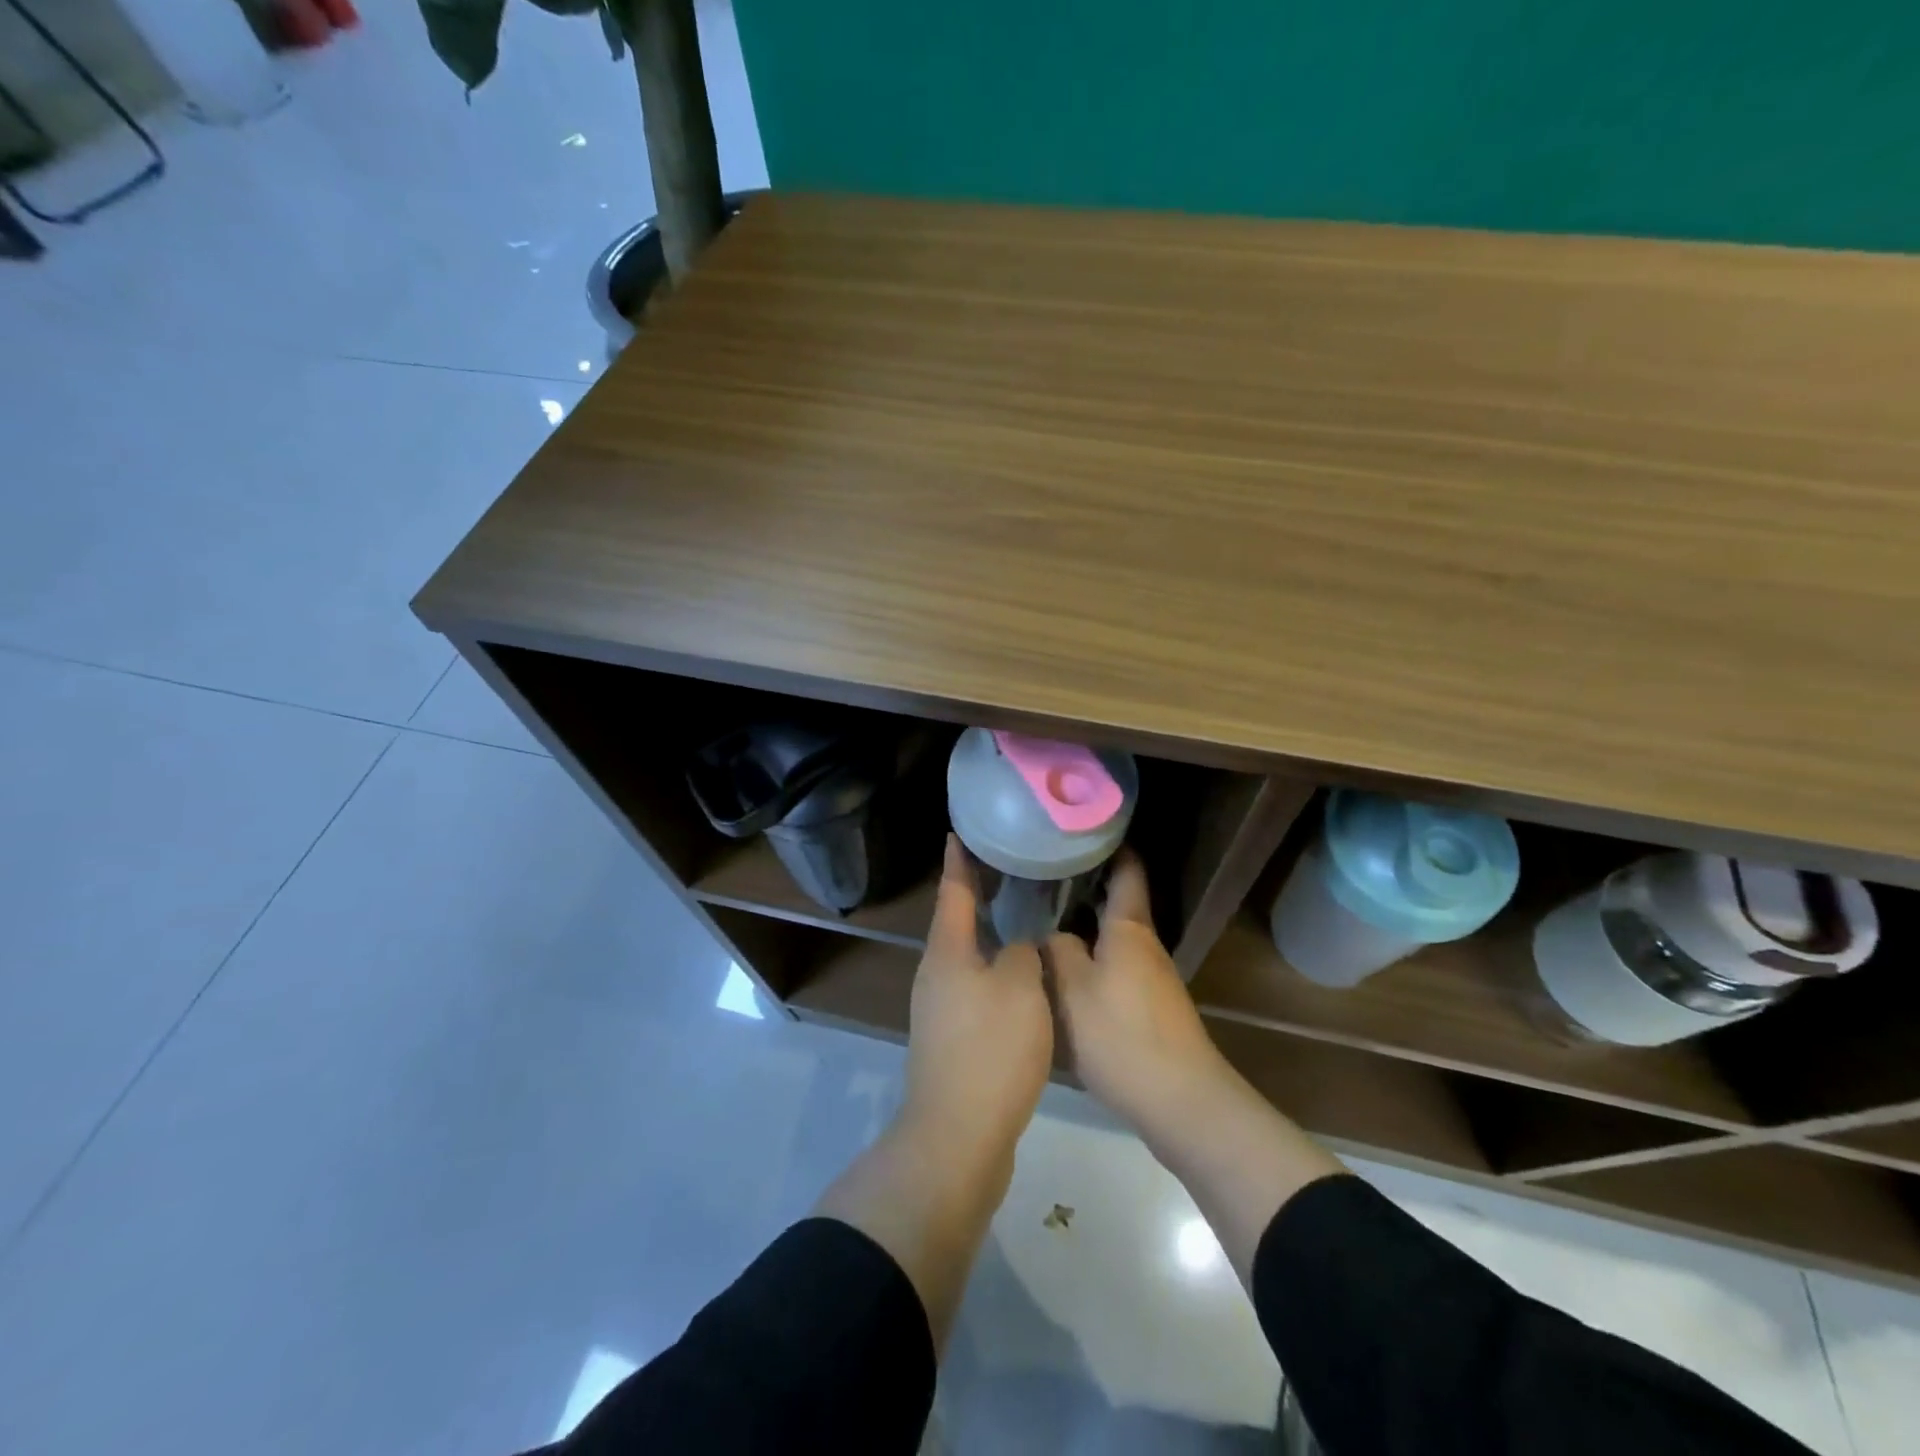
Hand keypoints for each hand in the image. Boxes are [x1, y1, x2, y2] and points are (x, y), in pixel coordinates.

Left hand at [904, 837, 1053, 1160]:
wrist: (959, 1135)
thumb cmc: (990, 1048)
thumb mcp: (1020, 987)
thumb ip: (1023, 953)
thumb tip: (1018, 946)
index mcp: (947, 952)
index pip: (953, 891)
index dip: (959, 861)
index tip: (958, 833)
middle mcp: (936, 974)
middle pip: (957, 924)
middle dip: (978, 897)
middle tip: (1009, 872)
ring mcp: (940, 1010)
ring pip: (968, 959)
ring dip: (991, 939)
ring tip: (1022, 921)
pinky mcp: (952, 1041)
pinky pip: (976, 992)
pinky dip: (997, 976)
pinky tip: (1022, 981)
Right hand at [1048, 850, 1232, 1134]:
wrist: (1181, 1102)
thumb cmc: (1122, 1035)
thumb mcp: (1072, 990)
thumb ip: (1057, 952)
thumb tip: (1051, 934)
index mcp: (1128, 929)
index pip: (1126, 871)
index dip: (1111, 846)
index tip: (1083, 828)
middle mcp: (1145, 945)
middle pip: (1117, 903)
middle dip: (1085, 886)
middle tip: (1043, 874)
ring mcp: (1152, 977)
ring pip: (1115, 937)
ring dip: (1086, 924)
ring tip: (1045, 918)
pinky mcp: (1151, 1007)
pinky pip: (1117, 966)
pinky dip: (1093, 957)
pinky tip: (1066, 971)